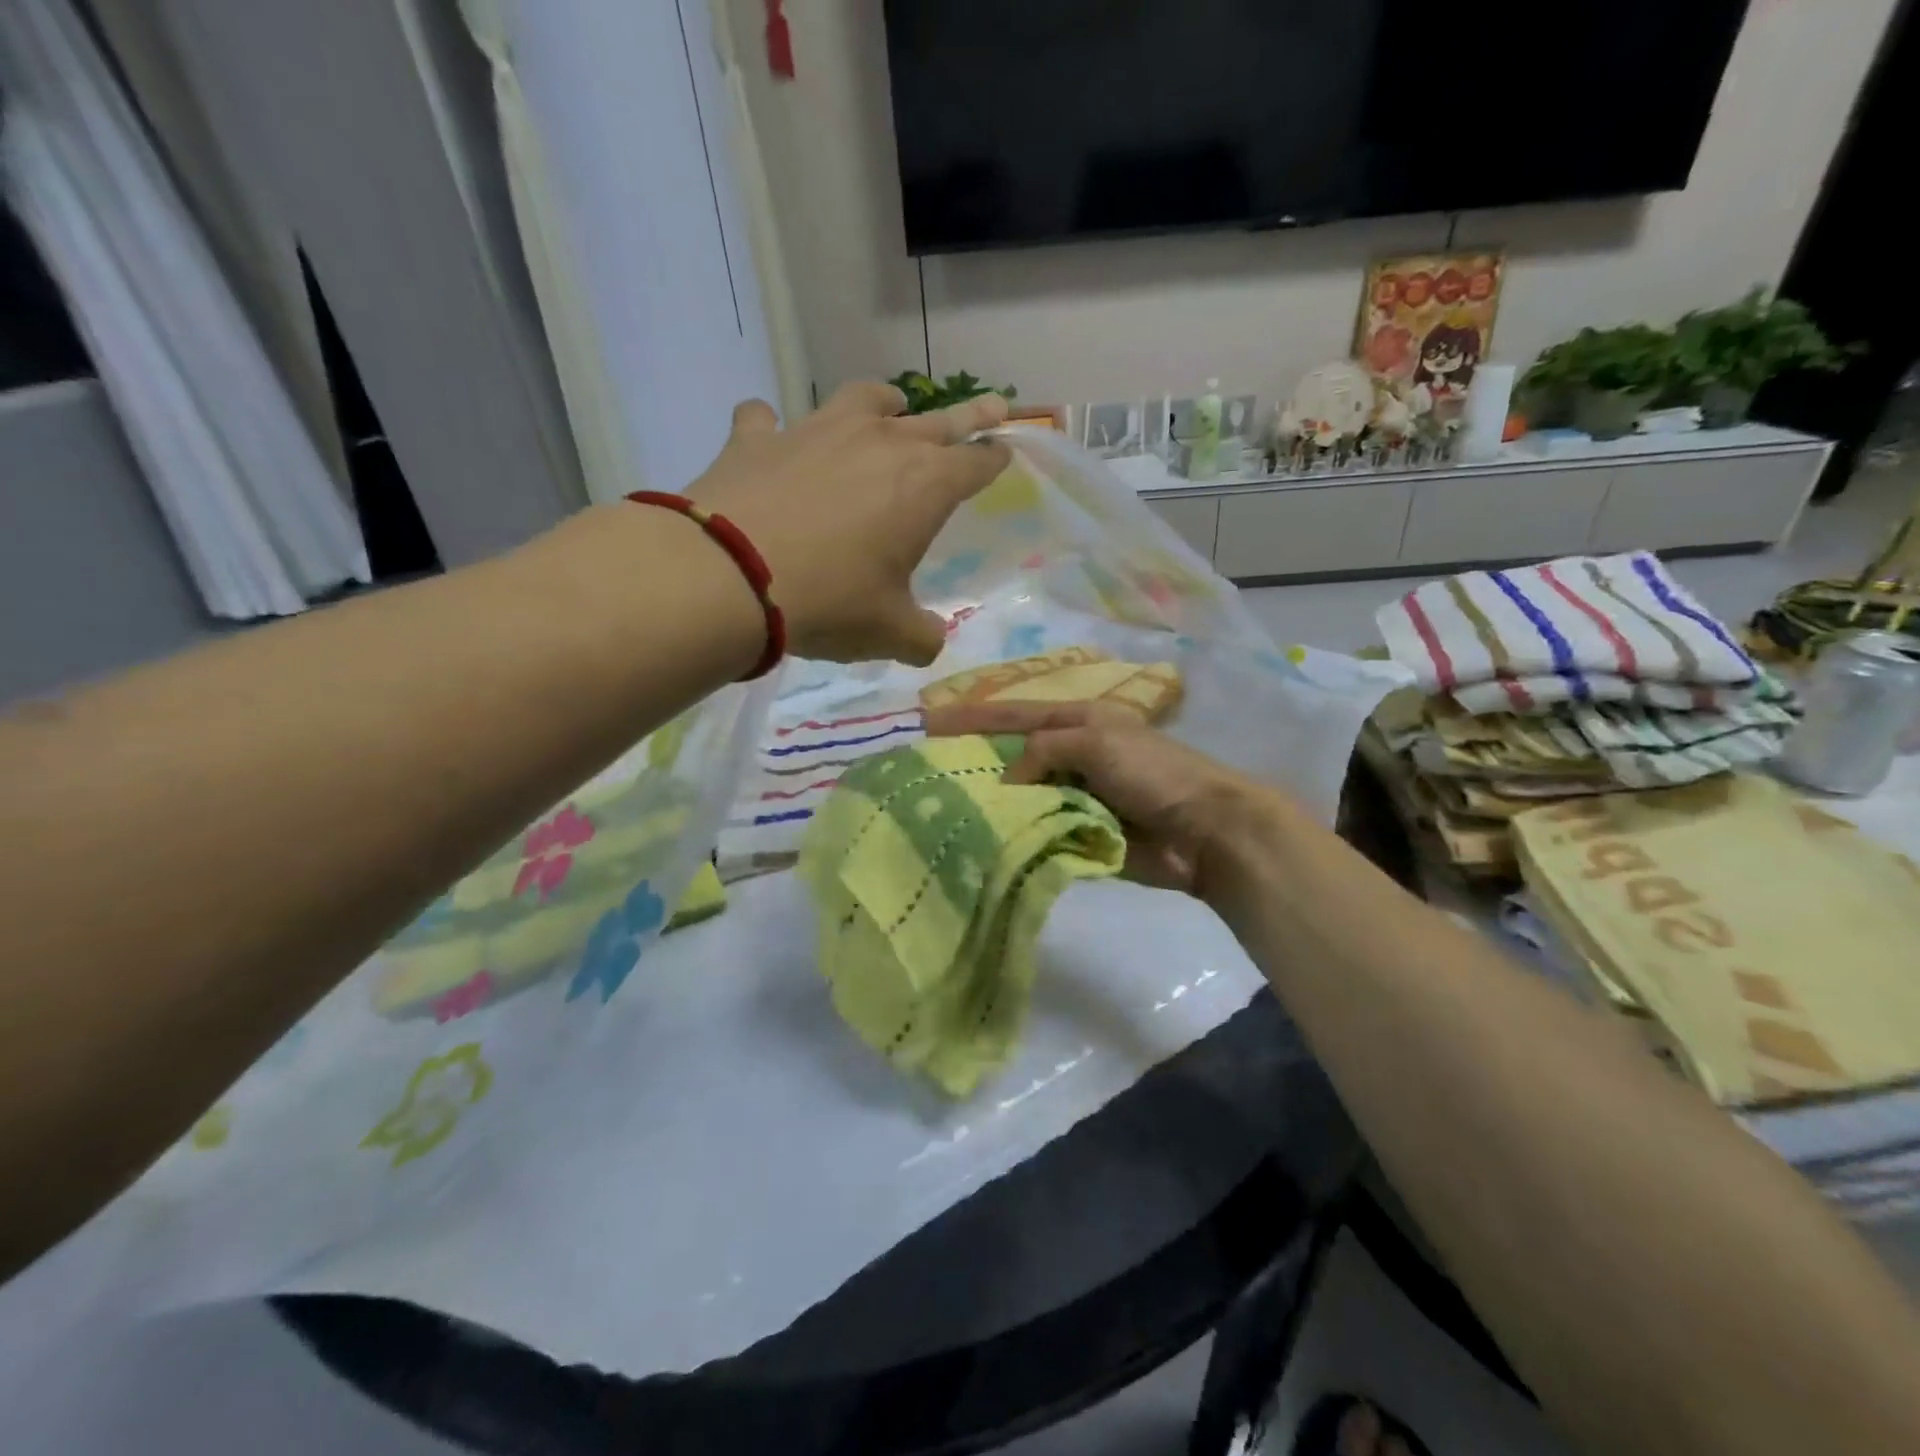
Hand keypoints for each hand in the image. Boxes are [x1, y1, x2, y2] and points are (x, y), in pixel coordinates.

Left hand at [687, 382, 1010, 665]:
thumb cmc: (830, 602)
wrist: (730, 576)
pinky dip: (773, 427)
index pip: (975, 464)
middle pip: (938, 422)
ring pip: (863, 399)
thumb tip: (931, 642)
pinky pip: (768, 419)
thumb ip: (922, 637)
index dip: (994, 459)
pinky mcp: (759, 438)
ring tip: (891, 404)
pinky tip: (770, 435)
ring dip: (884, 402)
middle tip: (994, 403)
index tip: (1005, 452)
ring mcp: (816, 431)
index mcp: (923, 486)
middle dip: (971, 415)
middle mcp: (879, 443)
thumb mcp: (889, 633)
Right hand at [923, 700, 1275, 897]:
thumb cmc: (1153, 773)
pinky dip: (1014, 836)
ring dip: (991, 805)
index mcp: (1077, 722)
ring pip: (1021, 798)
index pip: (1013, 714)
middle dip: (975, 762)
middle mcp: (1071, 756)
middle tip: (926, 773)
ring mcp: (1074, 797)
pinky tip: (979, 843)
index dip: (971, 716)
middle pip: (1012, 756)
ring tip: (942, 812)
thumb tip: (1009, 780)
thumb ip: (1044, 749)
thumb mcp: (1095, 741)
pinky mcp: (1078, 835)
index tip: (927, 721)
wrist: (1204, 831)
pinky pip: (1037, 831)